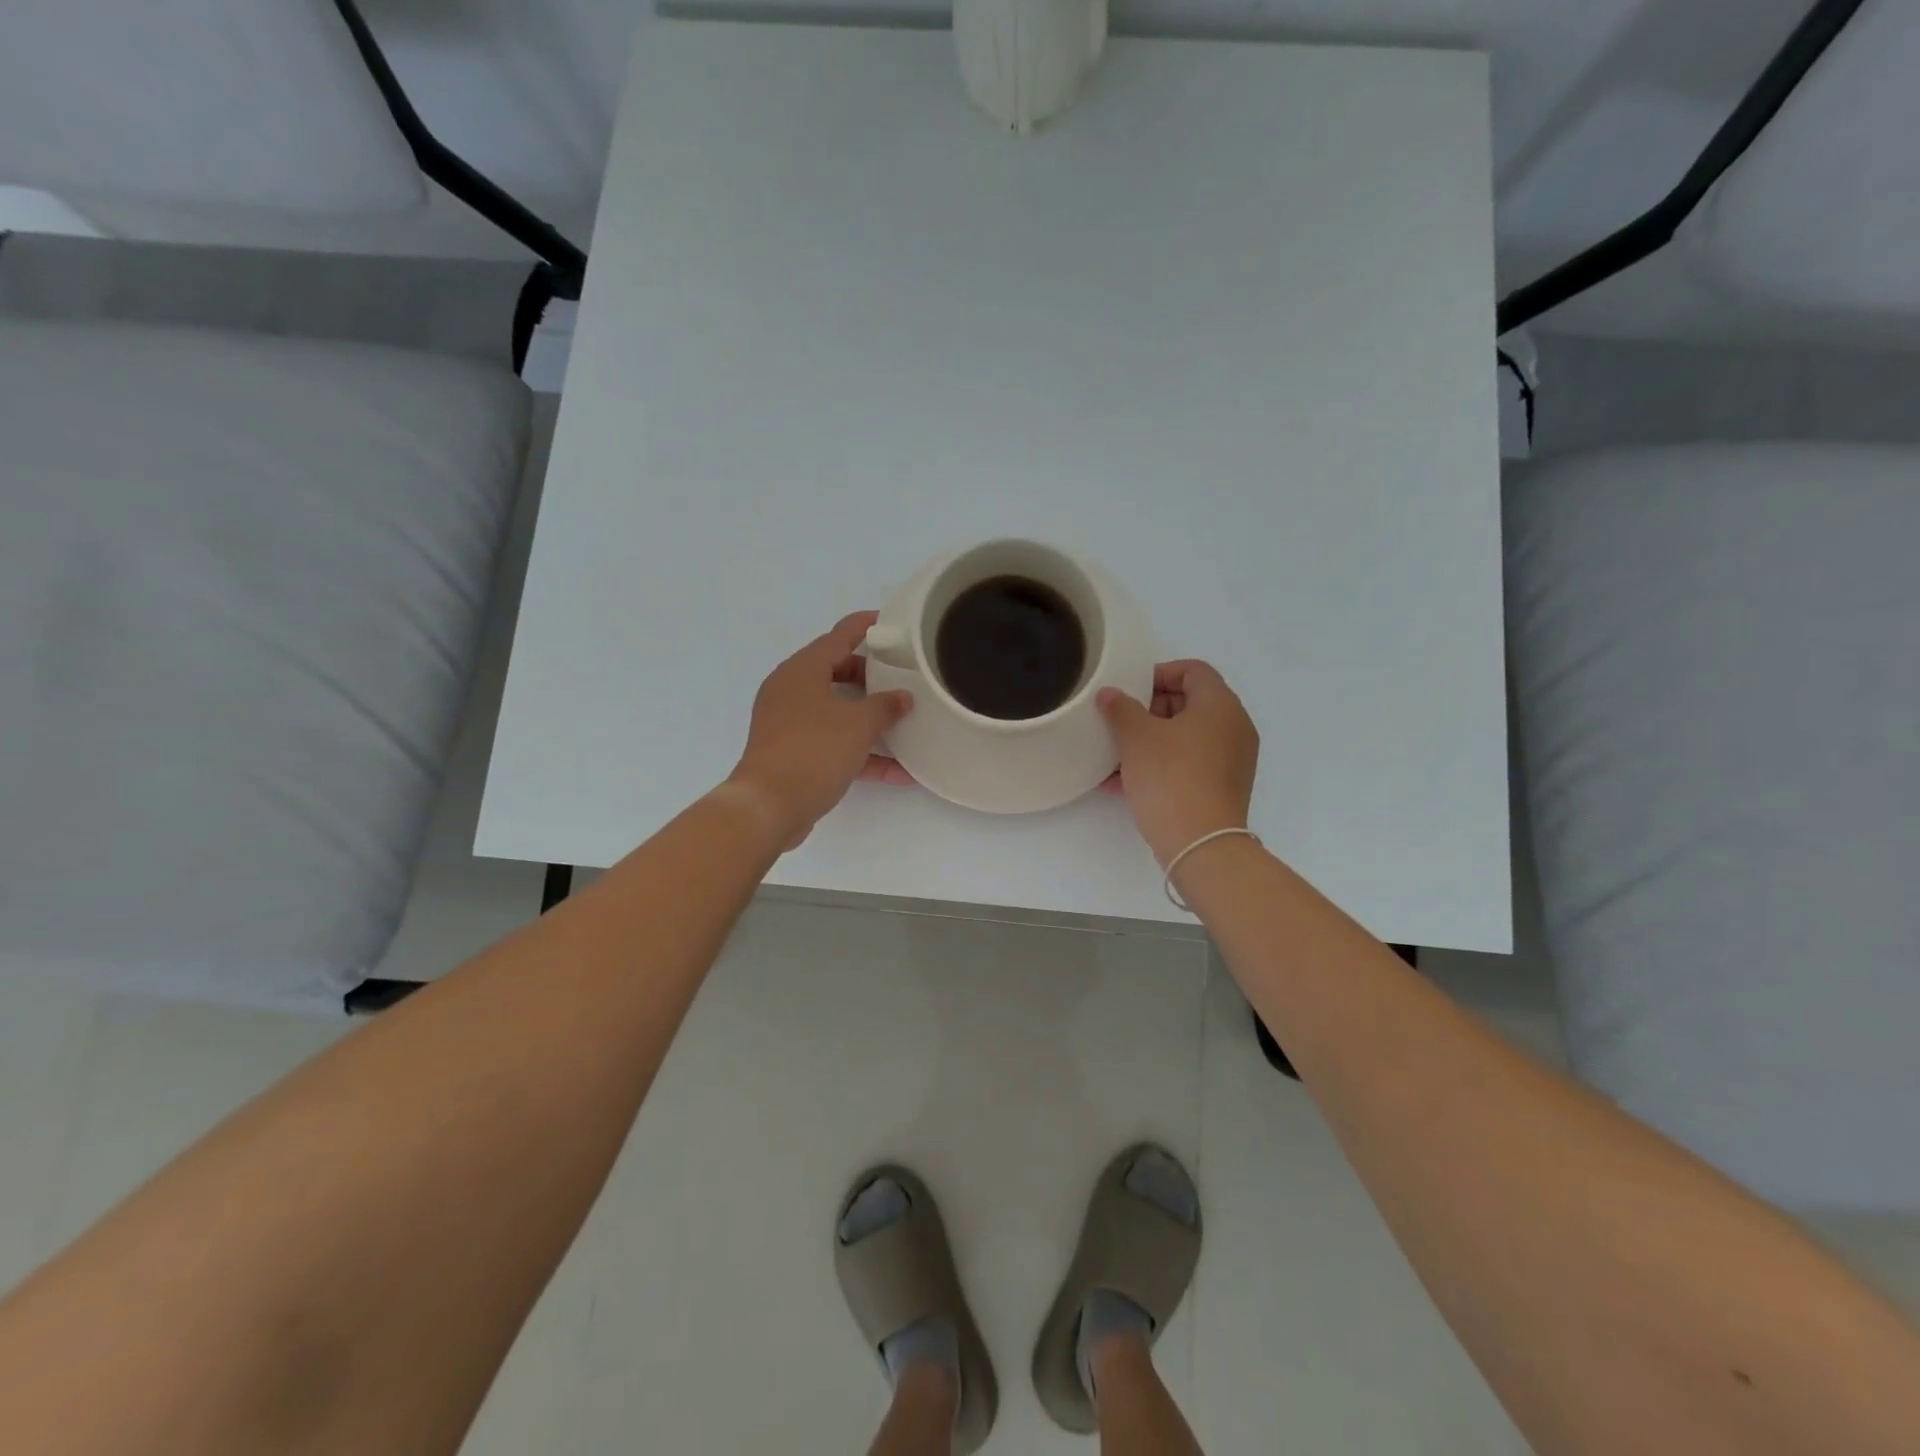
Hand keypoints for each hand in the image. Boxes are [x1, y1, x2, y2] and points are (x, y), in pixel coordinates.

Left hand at [724, 612, 914, 848]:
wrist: (769, 806)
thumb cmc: (814, 750)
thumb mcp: (859, 724)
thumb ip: (886, 706)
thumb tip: (902, 697)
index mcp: (802, 669)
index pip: (839, 636)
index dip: (866, 626)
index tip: (892, 622)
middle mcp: (791, 690)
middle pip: (837, 671)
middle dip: (872, 677)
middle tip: (902, 678)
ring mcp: (789, 723)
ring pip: (836, 710)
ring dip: (869, 718)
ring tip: (905, 722)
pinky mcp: (792, 753)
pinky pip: (832, 743)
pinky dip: (860, 752)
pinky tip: (897, 771)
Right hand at [1098, 660, 1258, 865]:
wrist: (1200, 843)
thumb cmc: (1170, 777)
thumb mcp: (1137, 737)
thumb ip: (1121, 709)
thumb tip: (1110, 694)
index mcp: (1220, 705)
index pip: (1193, 670)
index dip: (1158, 674)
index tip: (1129, 691)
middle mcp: (1233, 727)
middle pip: (1190, 703)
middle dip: (1150, 710)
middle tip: (1121, 724)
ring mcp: (1232, 760)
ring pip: (1186, 737)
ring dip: (1151, 741)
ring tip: (1116, 755)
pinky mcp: (1222, 788)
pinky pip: (1189, 764)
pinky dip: (1161, 765)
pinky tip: (1124, 783)